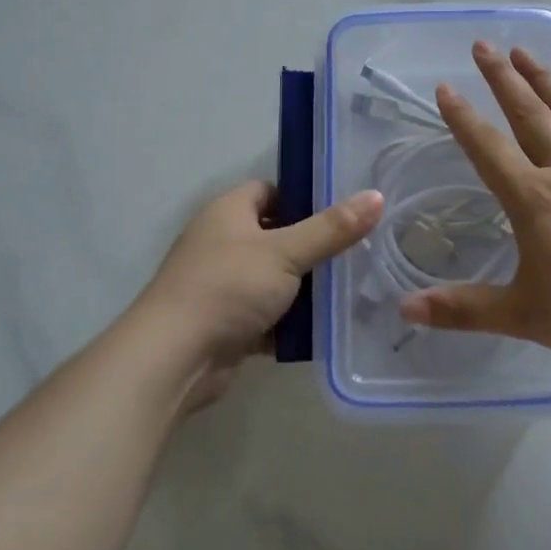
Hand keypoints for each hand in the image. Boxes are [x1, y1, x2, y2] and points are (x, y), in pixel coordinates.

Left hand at [132, 180, 383, 408]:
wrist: (174, 358)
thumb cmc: (228, 287)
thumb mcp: (286, 252)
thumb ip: (332, 228)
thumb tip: (376, 197)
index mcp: (229, 211)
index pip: (270, 191)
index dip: (304, 198)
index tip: (342, 213)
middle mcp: (222, 242)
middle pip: (276, 236)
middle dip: (312, 247)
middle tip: (356, 253)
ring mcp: (222, 284)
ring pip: (274, 278)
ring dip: (304, 288)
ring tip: (350, 290)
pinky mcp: (226, 322)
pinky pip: (267, 314)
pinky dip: (290, 321)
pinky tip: (325, 327)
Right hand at [397, 42, 550, 370]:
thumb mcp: (523, 316)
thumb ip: (462, 309)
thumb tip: (405, 309)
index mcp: (534, 200)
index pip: (488, 149)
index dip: (463, 118)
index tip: (444, 86)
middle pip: (529, 115)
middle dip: (503, 79)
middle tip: (484, 45)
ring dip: (546, 81)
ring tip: (526, 52)